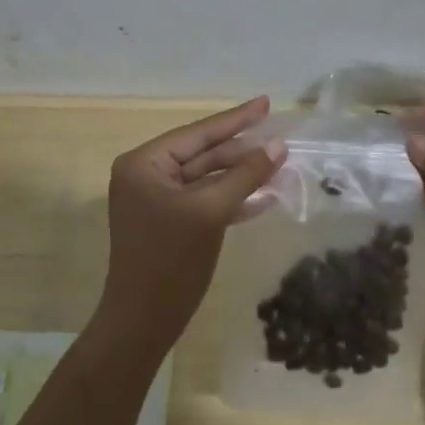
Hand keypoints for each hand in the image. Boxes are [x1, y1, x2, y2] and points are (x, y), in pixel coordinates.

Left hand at [99, 97, 284, 353]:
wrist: (143, 322)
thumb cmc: (171, 262)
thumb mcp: (211, 212)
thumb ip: (245, 175)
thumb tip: (278, 146)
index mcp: (145, 164)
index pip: (199, 134)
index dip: (236, 119)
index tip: (266, 103)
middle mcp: (146, 175)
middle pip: (203, 153)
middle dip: (243, 150)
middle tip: (281, 139)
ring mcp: (157, 200)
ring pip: (207, 178)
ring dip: (242, 175)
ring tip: (280, 165)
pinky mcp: (169, 222)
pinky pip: (204, 200)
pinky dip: (232, 198)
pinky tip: (264, 196)